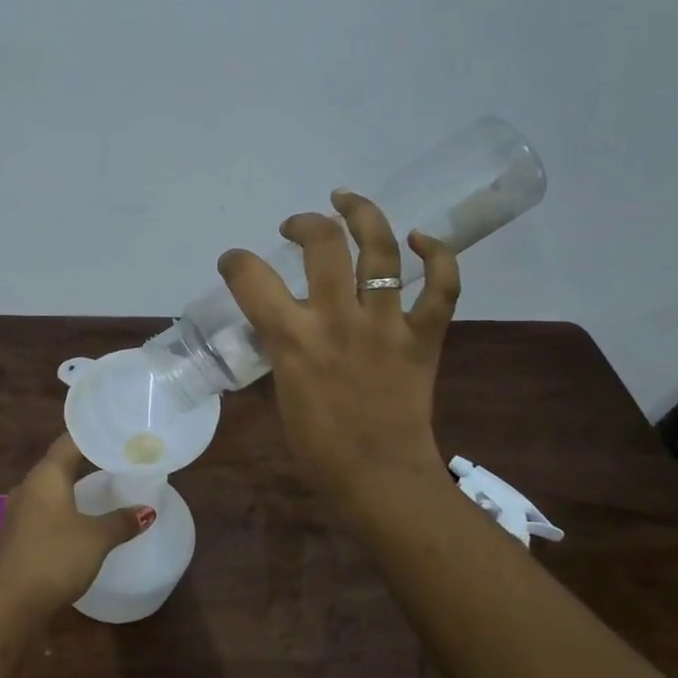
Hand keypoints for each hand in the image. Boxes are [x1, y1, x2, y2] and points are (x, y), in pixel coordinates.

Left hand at [0, 434, 156, 609]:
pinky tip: (81, 519)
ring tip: (104, 488)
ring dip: (75, 486)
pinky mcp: (18, 534)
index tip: (118, 436)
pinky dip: (65, 507)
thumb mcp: (96, 538)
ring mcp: (20, 511)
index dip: (93, 436)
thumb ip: (122, 521)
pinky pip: (46, 509)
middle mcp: (29, 486)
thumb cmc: (55, 558)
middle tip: (119, 461)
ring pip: (51, 488)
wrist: (10, 603)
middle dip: (87, 461)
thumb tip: (146, 510)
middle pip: (59, 463)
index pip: (69, 441)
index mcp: (46, 475)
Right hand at [218, 190, 458, 504]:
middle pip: (323, 244)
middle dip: (304, 224)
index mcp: (293, 339)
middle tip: (298, 227)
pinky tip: (421, 240)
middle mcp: (337, 320)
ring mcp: (385, 324)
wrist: (378, 476)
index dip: (236, 261)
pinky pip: (441, 286)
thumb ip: (281, 347)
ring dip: (363, 215)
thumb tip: (280, 322)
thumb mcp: (281, 389)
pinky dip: (438, 256)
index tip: (235, 263)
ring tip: (347, 201)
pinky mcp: (424, 336)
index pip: (251, 278)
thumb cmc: (318, 444)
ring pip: (381, 250)